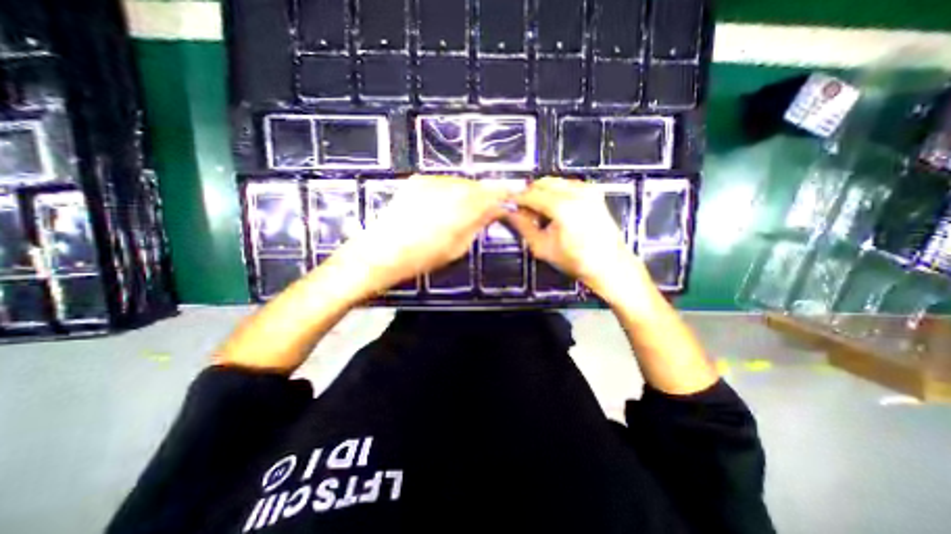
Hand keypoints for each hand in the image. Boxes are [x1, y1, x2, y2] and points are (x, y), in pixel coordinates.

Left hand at [326, 176, 508, 297]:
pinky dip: (451, 192)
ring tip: (464, 210)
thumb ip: (478, 223)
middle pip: (477, 184)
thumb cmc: (422, 257)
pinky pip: (443, 183)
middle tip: (490, 207)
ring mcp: (431, 181)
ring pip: (460, 182)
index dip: (507, 190)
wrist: (380, 252)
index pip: (493, 191)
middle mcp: (449, 187)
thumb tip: (494, 210)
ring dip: (468, 193)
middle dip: (486, 194)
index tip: (516, 193)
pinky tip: (445, 206)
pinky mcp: (417, 181)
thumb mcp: (457, 246)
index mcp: (463, 206)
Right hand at [505, 177, 654, 302]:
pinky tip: (553, 210)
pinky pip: (565, 185)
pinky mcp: (593, 191)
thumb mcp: (542, 247)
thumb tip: (507, 211)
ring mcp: (587, 189)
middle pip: (541, 184)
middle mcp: (576, 191)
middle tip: (521, 212)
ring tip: (537, 214)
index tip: (504, 203)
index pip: (530, 195)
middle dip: (528, 195)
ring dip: (541, 193)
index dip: (515, 198)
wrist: (610, 264)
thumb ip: (522, 226)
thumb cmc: (574, 260)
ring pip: (553, 183)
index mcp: (562, 206)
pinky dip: (555, 193)